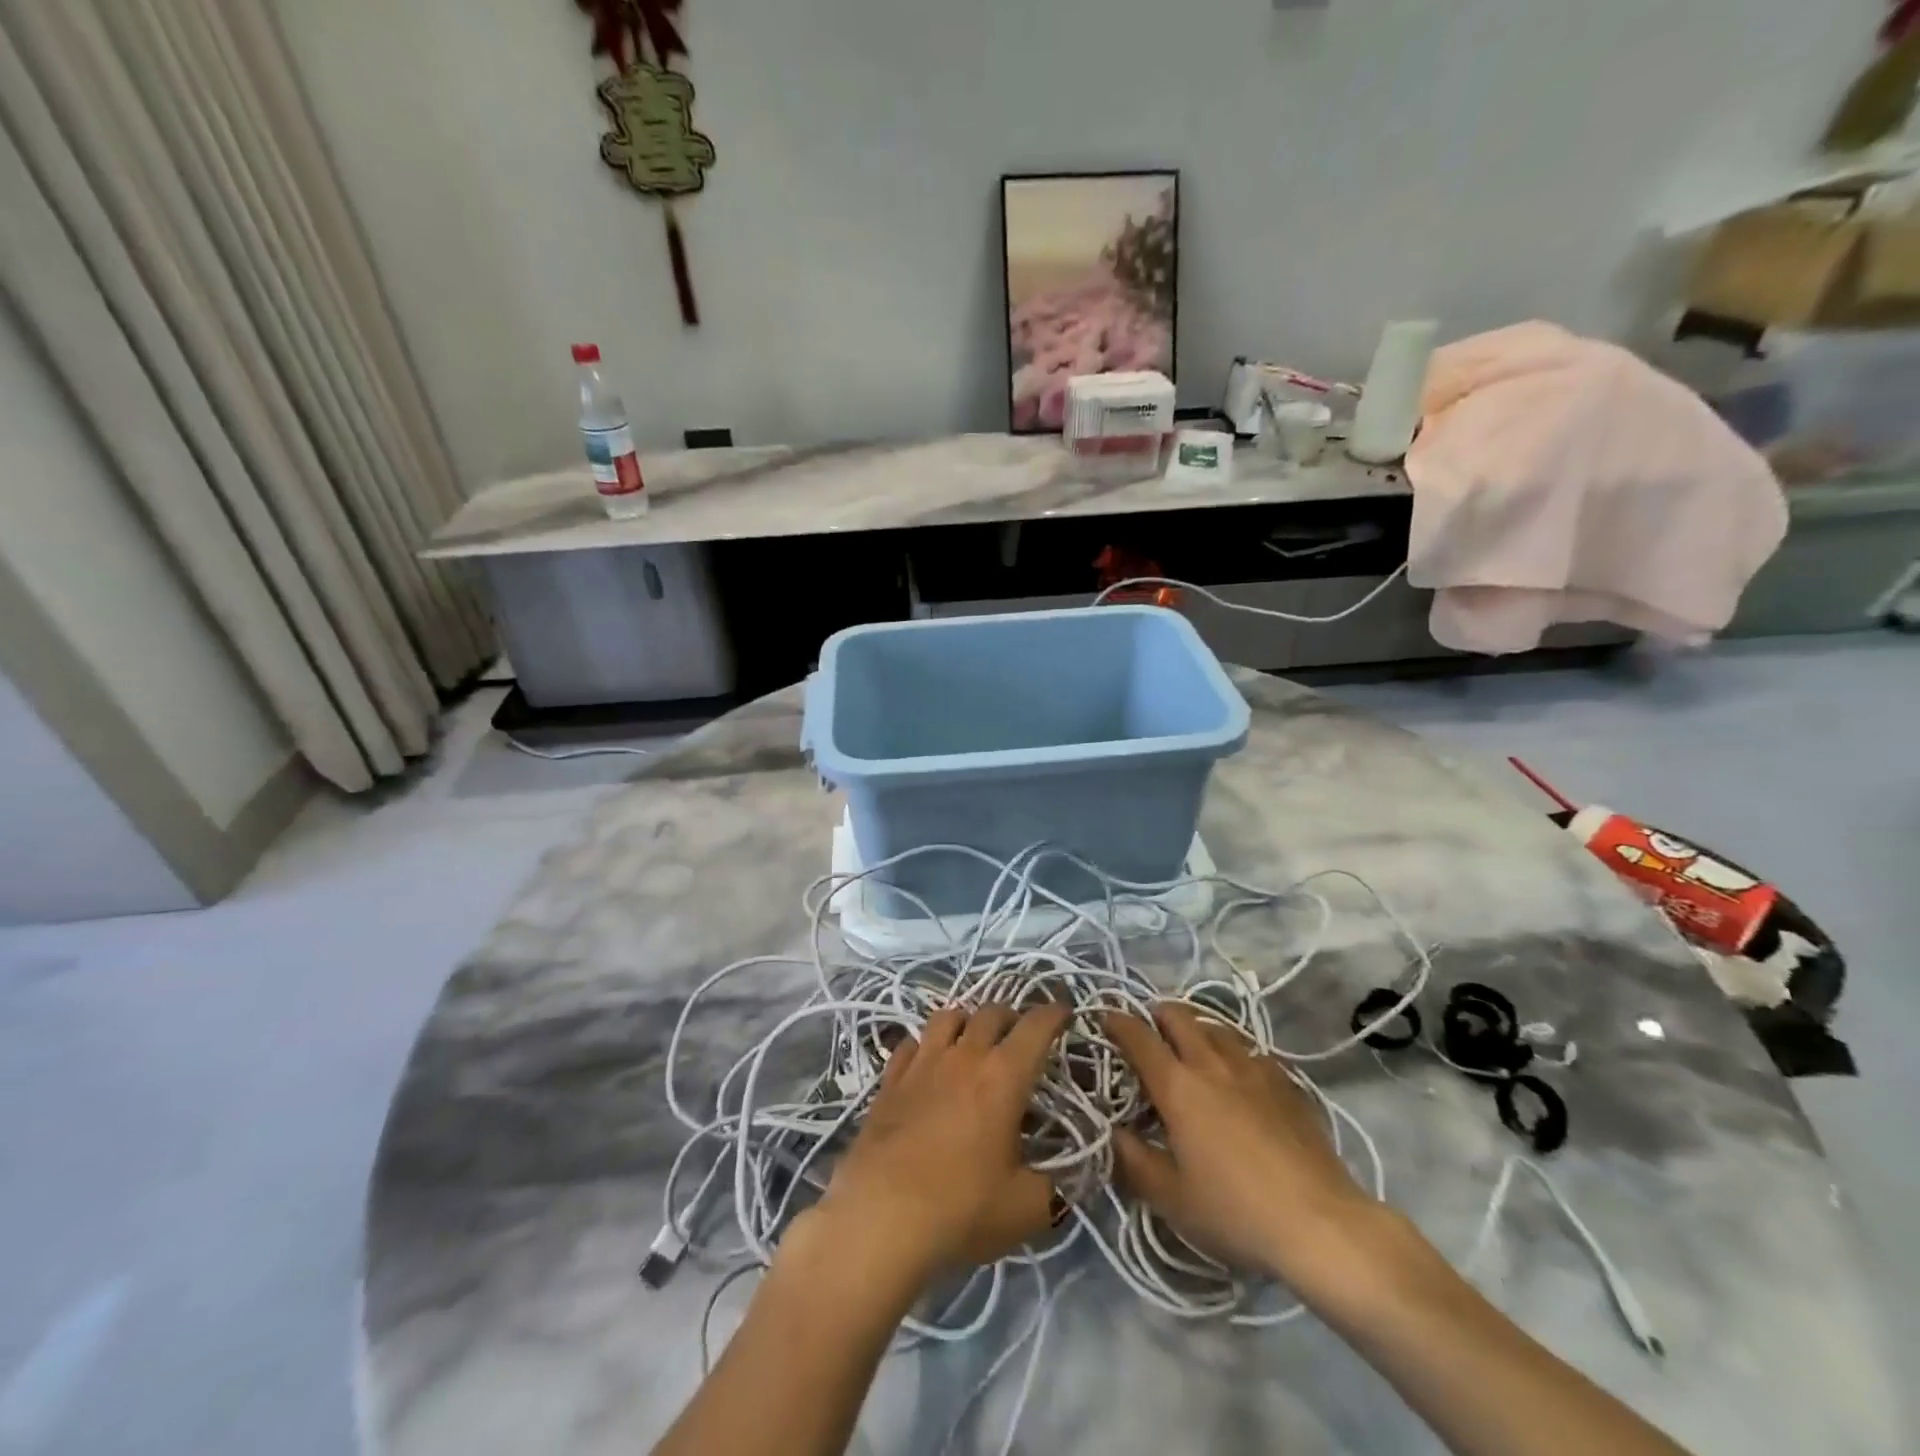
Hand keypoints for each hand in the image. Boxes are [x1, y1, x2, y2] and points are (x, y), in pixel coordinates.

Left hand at [809, 1004, 1070, 1286]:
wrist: (880, 1217)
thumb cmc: (961, 1208)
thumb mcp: (1026, 1209)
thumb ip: (1052, 1188)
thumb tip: (1062, 1183)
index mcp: (1004, 1076)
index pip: (1036, 1027)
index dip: (1054, 1014)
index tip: (1065, 1013)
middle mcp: (964, 1056)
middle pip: (991, 1012)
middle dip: (1012, 1018)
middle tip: (1021, 1038)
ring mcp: (922, 1063)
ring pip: (949, 1017)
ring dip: (969, 1021)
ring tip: (975, 1041)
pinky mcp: (890, 1079)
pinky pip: (912, 1043)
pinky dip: (927, 1044)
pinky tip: (929, 1063)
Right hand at [1104, 1004, 1383, 1291]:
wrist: (1321, 1224)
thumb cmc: (1235, 1211)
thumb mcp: (1171, 1198)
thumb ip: (1132, 1160)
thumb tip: (1110, 1132)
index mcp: (1178, 1085)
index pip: (1138, 1036)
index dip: (1116, 1021)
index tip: (1104, 1018)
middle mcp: (1212, 1063)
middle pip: (1178, 1015)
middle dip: (1156, 1015)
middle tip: (1148, 1034)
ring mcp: (1254, 1067)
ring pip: (1216, 1026)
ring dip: (1196, 1029)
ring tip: (1191, 1052)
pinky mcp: (1286, 1082)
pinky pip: (1250, 1050)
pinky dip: (1233, 1053)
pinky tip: (1238, 1079)